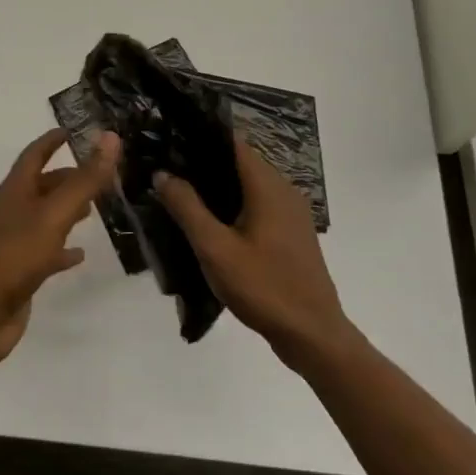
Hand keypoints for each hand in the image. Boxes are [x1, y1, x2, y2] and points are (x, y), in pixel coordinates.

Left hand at [0, 128, 119, 368]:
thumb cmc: (15, 254)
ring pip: (44, 217)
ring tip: (93, 211)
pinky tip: (79, 254)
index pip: (34, 155)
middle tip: (98, 175)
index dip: (51, 141)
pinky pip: (44, 251)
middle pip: (41, 186)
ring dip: (66, 210)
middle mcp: (12, 211)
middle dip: (67, 178)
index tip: (72, 130)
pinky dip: (62, 249)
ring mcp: (13, 242)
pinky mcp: (19, 270)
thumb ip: (84, 180)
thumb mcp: (55, 213)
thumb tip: (110, 137)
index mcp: (15, 190)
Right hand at [154, 138, 354, 369]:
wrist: (313, 335)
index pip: (233, 143)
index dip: (202, 138)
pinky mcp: (293, 235)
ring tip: (182, 195)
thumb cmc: (263, 287)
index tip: (171, 142)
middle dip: (205, 165)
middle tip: (167, 171)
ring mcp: (292, 214)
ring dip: (219, 188)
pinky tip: (211, 225)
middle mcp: (284, 191)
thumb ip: (187, 207)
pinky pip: (259, 207)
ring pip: (250, 187)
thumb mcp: (215, 248)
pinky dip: (235, 207)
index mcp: (268, 186)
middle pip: (240, 164)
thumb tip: (162, 173)